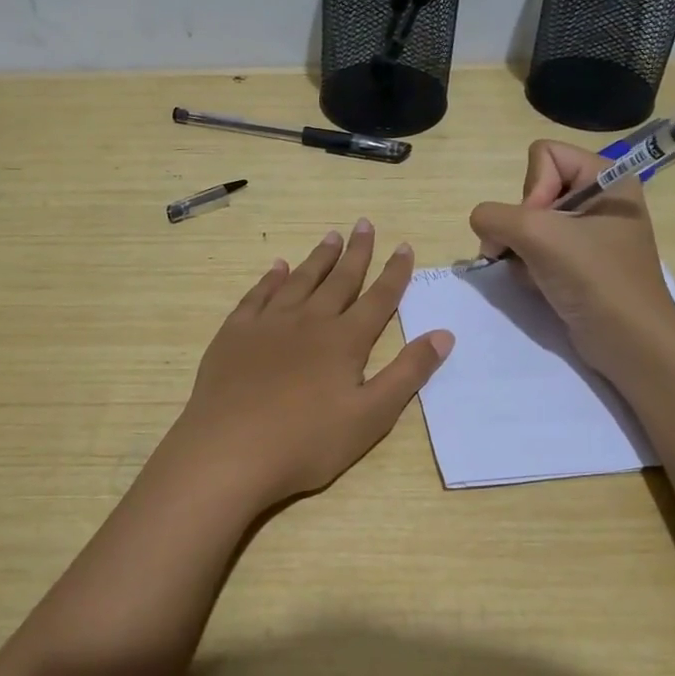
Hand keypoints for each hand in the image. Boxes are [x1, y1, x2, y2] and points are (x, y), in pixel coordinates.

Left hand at [152, 222, 453, 513]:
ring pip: (299, 280)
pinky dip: (270, 278)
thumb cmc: (307, 442)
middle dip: (356, 252)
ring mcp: (268, 324)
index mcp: (344, 341)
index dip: (394, 272)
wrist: (230, 451)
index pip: (378, 298)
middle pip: (339, 280)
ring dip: (318, 258)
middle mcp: (308, 321)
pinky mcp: (235, 334)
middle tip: (364, 224)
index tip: (404, 246)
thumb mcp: (371, 416)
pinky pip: (257, 295)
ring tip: (330, 236)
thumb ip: (408, 373)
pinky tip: (277, 267)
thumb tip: (444, 334)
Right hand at [468, 140, 674, 379]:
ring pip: (528, 224)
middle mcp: (599, 199)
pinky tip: (540, 286)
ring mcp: (587, 234)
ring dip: (521, 250)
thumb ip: (495, 217)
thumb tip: (482, 224)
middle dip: (522, 225)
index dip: (532, 188)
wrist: (630, 344)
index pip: (544, 155)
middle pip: (533, 190)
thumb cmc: (595, 280)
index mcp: (607, 177)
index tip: (542, 226)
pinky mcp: (577, 264)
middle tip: (532, 253)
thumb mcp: (540, 236)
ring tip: (537, 275)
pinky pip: (535, 250)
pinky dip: (528, 267)